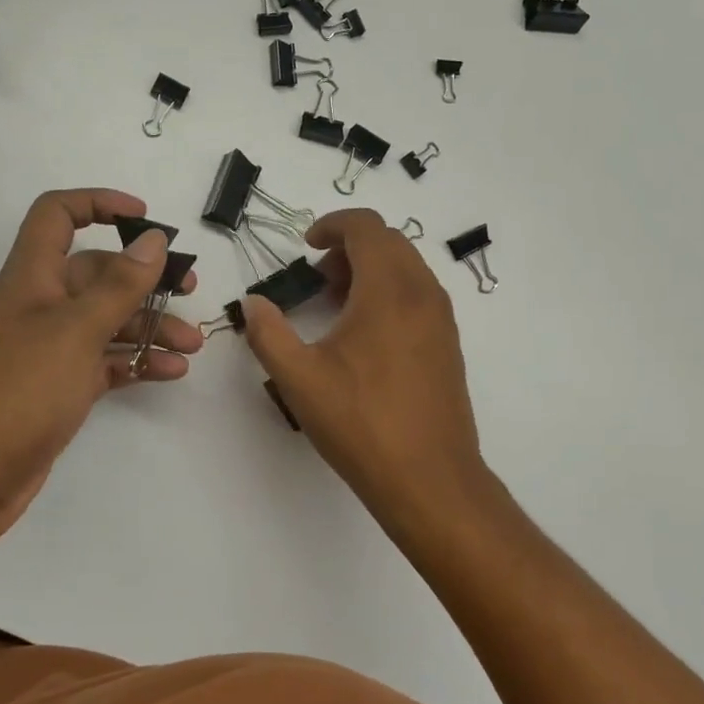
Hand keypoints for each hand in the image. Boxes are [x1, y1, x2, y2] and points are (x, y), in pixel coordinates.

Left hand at [0, 189, 201, 546]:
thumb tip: (154, 240)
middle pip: (98, 273)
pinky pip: (107, 362)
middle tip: (189, 288)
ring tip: (191, 345)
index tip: (146, 220)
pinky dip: (138, 362)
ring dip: (151, 326)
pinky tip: (171, 372)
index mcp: (34, 277)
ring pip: (109, 321)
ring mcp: (52, 350)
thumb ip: (119, 285)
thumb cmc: (16, 391)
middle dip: (146, 277)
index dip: (99, 204)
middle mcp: (43, 306)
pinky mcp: (61, 388)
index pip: (59, 216)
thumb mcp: (75, 330)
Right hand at [241, 209, 483, 512]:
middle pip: (389, 242)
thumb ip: (268, 333)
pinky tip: (365, 334)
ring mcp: (442, 318)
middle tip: (317, 278)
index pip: (366, 227)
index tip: (306, 247)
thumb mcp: (299, 378)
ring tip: (337, 304)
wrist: (430, 478)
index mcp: (389, 289)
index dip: (332, 225)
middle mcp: (423, 293)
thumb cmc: (361, 423)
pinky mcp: (449, 343)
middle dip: (349, 247)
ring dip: (371, 269)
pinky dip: (390, 292)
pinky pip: (419, 294)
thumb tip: (254, 303)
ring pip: (407, 268)